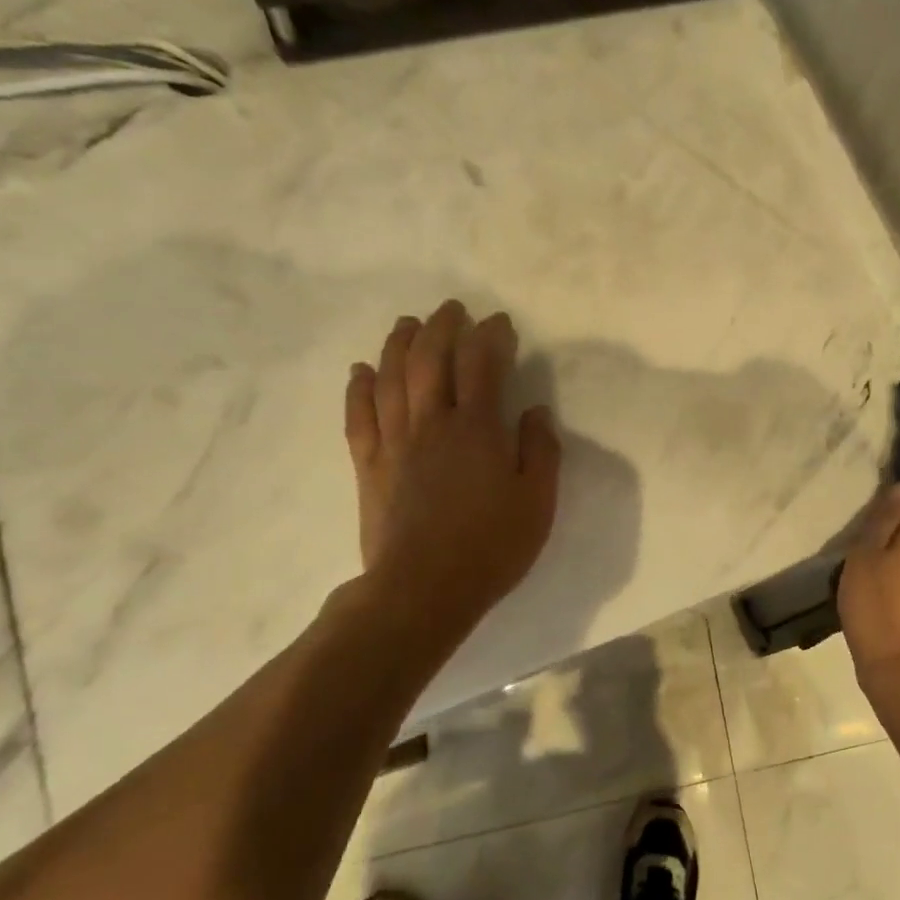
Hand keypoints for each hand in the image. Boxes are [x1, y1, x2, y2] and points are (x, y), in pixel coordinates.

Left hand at [342, 301, 560, 643]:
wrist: (423, 590)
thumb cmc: (491, 547)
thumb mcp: (537, 502)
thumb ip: (540, 451)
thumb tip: (534, 411)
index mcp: (477, 430)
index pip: (482, 364)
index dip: (491, 336)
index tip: (500, 323)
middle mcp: (432, 423)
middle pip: (431, 359)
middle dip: (443, 327)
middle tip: (453, 309)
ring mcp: (395, 442)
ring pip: (391, 378)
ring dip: (399, 344)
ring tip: (408, 323)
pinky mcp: (369, 465)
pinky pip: (359, 416)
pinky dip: (358, 388)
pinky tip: (361, 370)